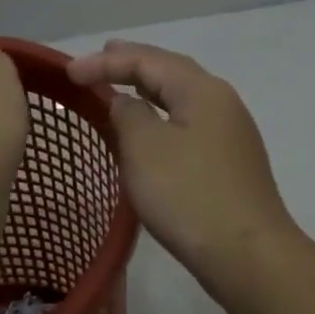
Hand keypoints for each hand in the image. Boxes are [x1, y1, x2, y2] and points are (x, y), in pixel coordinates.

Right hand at [67, 40, 296, 286]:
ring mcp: (230, 134)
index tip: (68, 73)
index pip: (148, 60)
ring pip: (181, 99)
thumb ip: (128, 114)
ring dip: (148, 89)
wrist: (247, 254)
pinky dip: (162, 116)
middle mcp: (221, 103)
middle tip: (101, 59)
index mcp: (202, 90)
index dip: (106, 62)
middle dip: (133, 64)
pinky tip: (150, 128)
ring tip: (121, 85)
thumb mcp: (145, 148)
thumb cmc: (189, 195)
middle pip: (171, 72)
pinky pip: (188, 124)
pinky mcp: (229, 163)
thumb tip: (126, 102)